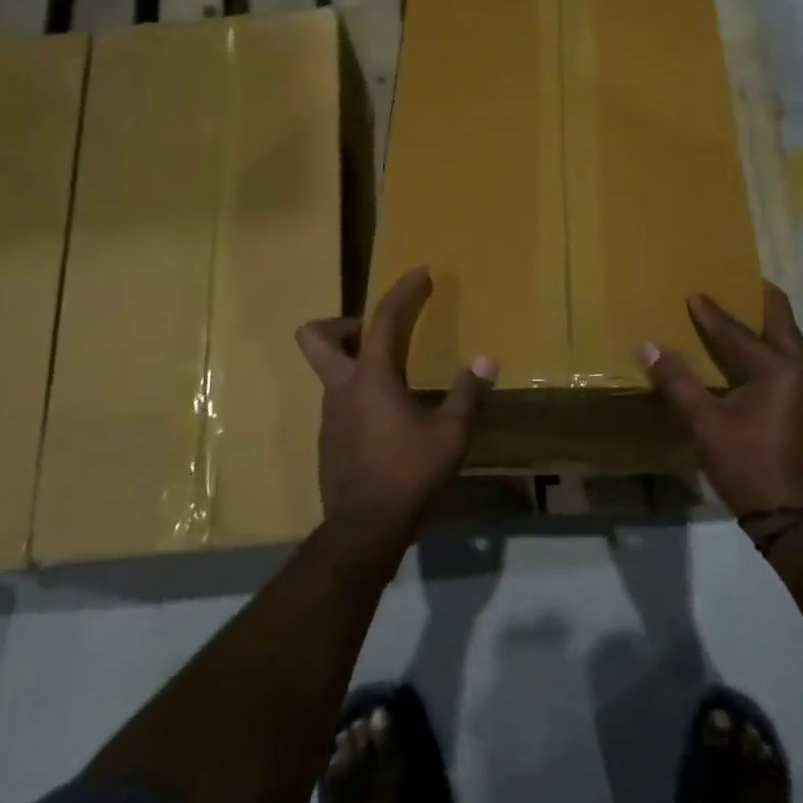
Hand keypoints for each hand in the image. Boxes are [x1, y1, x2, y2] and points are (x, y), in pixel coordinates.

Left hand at [296, 267, 497, 548]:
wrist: (363, 530)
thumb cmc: (409, 475)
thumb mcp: (450, 435)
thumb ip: (467, 394)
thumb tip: (486, 360)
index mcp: (372, 378)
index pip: (385, 320)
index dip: (403, 292)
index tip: (421, 273)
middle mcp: (341, 389)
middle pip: (316, 337)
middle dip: (342, 324)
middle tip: (378, 334)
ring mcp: (329, 416)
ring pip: (329, 372)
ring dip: (355, 363)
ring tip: (397, 381)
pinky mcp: (328, 441)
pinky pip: (339, 403)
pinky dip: (359, 396)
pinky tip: (388, 421)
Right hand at [639, 284, 802, 521]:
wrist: (800, 521)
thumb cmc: (750, 466)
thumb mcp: (707, 424)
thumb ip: (678, 382)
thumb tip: (647, 346)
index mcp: (780, 367)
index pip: (736, 330)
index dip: (711, 313)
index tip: (693, 293)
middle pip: (781, 320)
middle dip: (757, 299)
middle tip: (735, 282)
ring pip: (791, 342)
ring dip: (767, 326)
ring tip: (741, 317)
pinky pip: (795, 362)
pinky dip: (775, 350)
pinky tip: (755, 359)